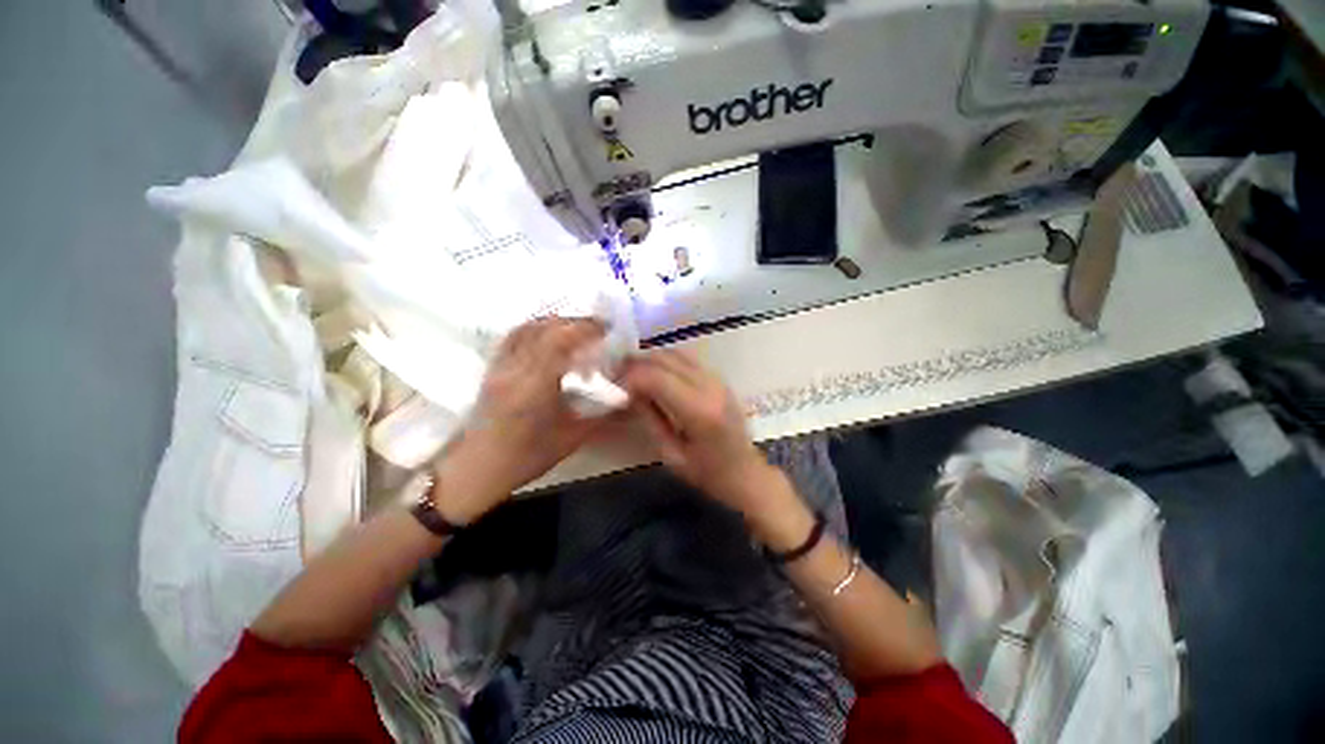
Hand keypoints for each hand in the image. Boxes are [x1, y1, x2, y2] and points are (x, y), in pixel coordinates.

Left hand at [433, 318, 606, 523]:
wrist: (477, 469)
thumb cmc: (526, 458)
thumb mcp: (572, 439)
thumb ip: (602, 415)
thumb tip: (629, 395)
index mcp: (534, 387)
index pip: (559, 341)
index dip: (585, 328)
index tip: (607, 329)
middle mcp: (514, 369)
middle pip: (545, 328)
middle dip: (576, 322)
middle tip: (599, 328)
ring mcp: (500, 366)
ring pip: (528, 328)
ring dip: (556, 322)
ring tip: (578, 328)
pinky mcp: (492, 367)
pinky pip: (515, 336)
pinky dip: (536, 327)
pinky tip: (550, 334)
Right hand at [621, 349, 778, 512]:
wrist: (746, 473)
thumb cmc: (708, 473)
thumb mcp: (671, 455)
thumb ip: (651, 419)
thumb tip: (631, 392)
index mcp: (699, 411)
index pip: (657, 378)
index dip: (631, 377)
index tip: (614, 386)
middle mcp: (710, 387)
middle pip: (666, 359)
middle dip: (638, 363)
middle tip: (618, 374)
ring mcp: (718, 379)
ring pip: (677, 353)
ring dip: (652, 359)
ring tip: (634, 372)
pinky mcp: (720, 379)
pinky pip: (689, 359)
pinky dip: (668, 361)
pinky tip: (656, 373)